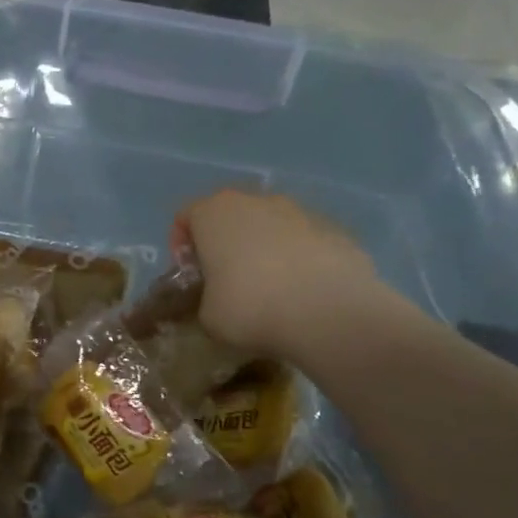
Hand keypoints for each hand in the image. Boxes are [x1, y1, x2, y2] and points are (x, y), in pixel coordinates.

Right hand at [173, 190, 385, 358]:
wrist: (329, 312)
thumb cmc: (250, 308)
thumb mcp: (207, 316)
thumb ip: (206, 299)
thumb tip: (219, 301)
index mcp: (214, 213)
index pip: (186, 216)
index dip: (181, 245)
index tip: (190, 274)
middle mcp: (256, 201)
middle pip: (231, 216)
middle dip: (226, 243)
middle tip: (226, 280)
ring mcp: (300, 211)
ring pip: (272, 225)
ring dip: (265, 250)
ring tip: (271, 290)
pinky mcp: (336, 230)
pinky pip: (306, 242)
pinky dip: (300, 260)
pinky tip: (304, 293)